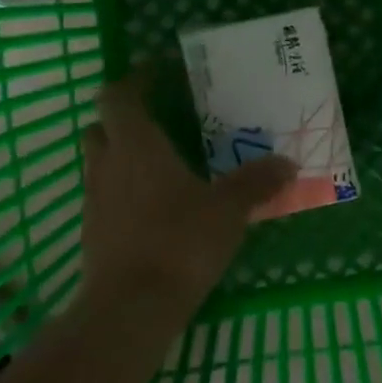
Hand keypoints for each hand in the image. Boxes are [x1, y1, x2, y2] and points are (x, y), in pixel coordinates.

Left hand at [79, 69, 295, 330]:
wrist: (130, 308)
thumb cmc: (179, 241)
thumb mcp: (228, 210)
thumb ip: (256, 183)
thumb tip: (287, 163)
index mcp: (137, 146)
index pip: (118, 97)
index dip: (133, 81)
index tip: (156, 74)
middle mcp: (108, 165)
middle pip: (102, 127)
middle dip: (125, 120)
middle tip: (160, 122)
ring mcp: (95, 201)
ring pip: (101, 163)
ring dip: (123, 156)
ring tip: (163, 166)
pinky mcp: (93, 233)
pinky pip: (105, 197)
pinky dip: (124, 192)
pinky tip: (155, 209)